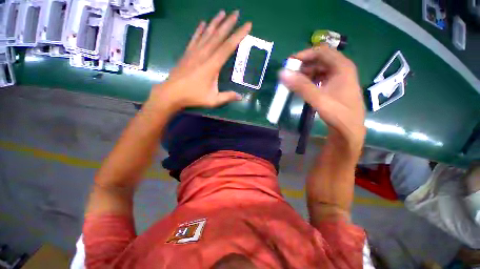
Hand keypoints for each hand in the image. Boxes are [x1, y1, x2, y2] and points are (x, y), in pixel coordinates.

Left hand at [148, 10, 251, 111]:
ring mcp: (194, 52)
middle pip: (218, 36)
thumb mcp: (213, 100)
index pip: (228, 47)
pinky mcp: (187, 53)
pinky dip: (200, 30)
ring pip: (207, 34)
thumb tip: (241, 97)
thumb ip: (227, 97)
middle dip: (229, 23)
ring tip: (222, 12)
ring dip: (215, 22)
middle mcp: (204, 55)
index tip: (247, 25)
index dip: (238, 35)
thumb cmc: (193, 97)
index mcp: (212, 65)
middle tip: (237, 13)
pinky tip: (203, 23)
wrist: (172, 93)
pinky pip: (195, 38)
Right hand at [279, 45, 365, 147]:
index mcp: (342, 66)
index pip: (321, 51)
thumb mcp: (318, 99)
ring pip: (319, 69)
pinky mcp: (335, 86)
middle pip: (320, 59)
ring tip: (293, 82)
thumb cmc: (338, 113)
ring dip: (305, 74)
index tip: (289, 63)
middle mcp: (342, 68)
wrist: (349, 130)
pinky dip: (310, 81)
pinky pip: (320, 78)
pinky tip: (302, 87)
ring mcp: (339, 78)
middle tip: (289, 74)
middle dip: (303, 65)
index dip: (304, 54)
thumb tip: (282, 73)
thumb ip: (300, 86)